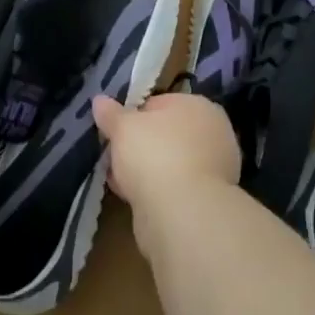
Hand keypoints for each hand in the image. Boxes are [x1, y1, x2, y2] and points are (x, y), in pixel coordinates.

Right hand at [92, 92, 240, 206]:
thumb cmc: (154, 154)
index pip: (160, 103)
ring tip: (118, 179)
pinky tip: (131, 198)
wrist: (182, 214)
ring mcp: (215, 170)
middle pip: (166, 134)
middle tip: (115, 155)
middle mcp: (214, 134)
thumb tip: (99, 100)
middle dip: (140, 145)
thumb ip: (110, 113)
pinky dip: (155, 191)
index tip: (115, 130)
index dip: (134, 115)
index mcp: (199, 106)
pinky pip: (173, 188)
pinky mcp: (207, 201)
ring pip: (169, 163)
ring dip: (146, 170)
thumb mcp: (123, 127)